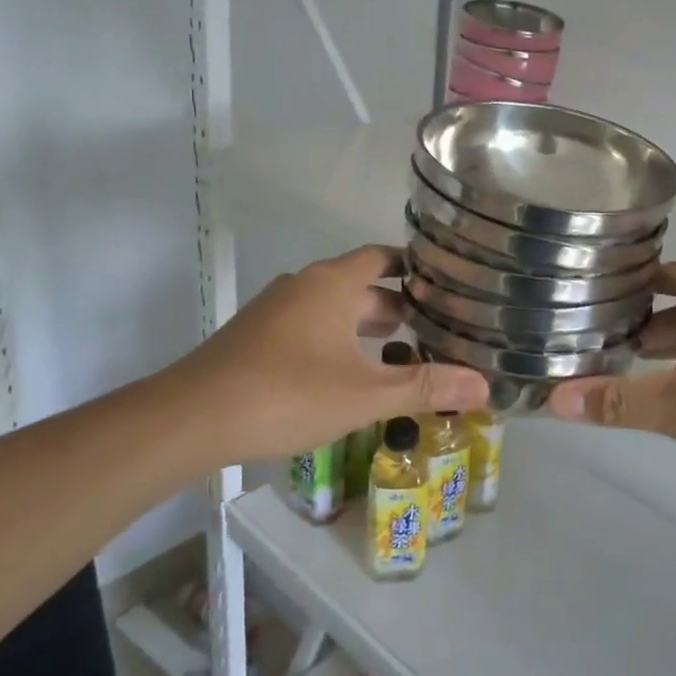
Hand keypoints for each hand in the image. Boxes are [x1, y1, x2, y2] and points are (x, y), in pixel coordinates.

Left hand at [173, 245, 487, 461]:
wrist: (191, 419)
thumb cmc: (287, 393)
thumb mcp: (365, 395)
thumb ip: (425, 387)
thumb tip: (484, 386)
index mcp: (332, 283)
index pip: (384, 257)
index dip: (416, 268)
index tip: (449, 285)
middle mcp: (304, 285)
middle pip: (361, 285)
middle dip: (397, 306)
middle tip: (436, 330)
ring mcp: (275, 311)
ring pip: (333, 309)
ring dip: (365, 327)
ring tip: (401, 354)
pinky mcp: (256, 337)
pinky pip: (309, 328)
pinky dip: (337, 342)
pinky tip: (349, 376)